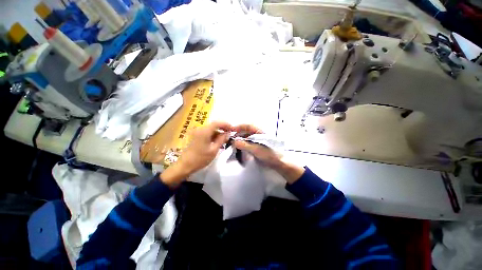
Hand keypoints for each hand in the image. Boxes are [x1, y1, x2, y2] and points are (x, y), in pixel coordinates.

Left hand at [160, 121, 231, 186]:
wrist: (184, 165)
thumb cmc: (200, 159)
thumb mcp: (214, 150)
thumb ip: (221, 139)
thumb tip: (227, 133)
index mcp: (204, 131)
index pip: (217, 123)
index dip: (226, 124)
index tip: (232, 128)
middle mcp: (200, 129)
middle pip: (213, 125)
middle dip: (222, 128)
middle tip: (229, 134)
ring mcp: (197, 132)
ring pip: (210, 129)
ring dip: (218, 132)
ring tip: (224, 140)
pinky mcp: (195, 136)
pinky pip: (206, 133)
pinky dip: (213, 135)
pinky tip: (217, 142)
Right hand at [232, 124, 304, 183]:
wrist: (277, 163)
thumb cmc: (269, 154)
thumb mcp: (256, 149)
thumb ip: (245, 145)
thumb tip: (233, 141)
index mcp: (260, 131)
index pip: (248, 125)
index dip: (239, 127)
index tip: (231, 130)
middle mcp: (258, 133)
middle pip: (245, 130)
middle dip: (237, 133)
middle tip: (230, 139)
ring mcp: (256, 139)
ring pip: (245, 136)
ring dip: (239, 139)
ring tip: (233, 144)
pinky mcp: (255, 145)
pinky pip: (247, 142)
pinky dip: (242, 143)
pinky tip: (238, 147)